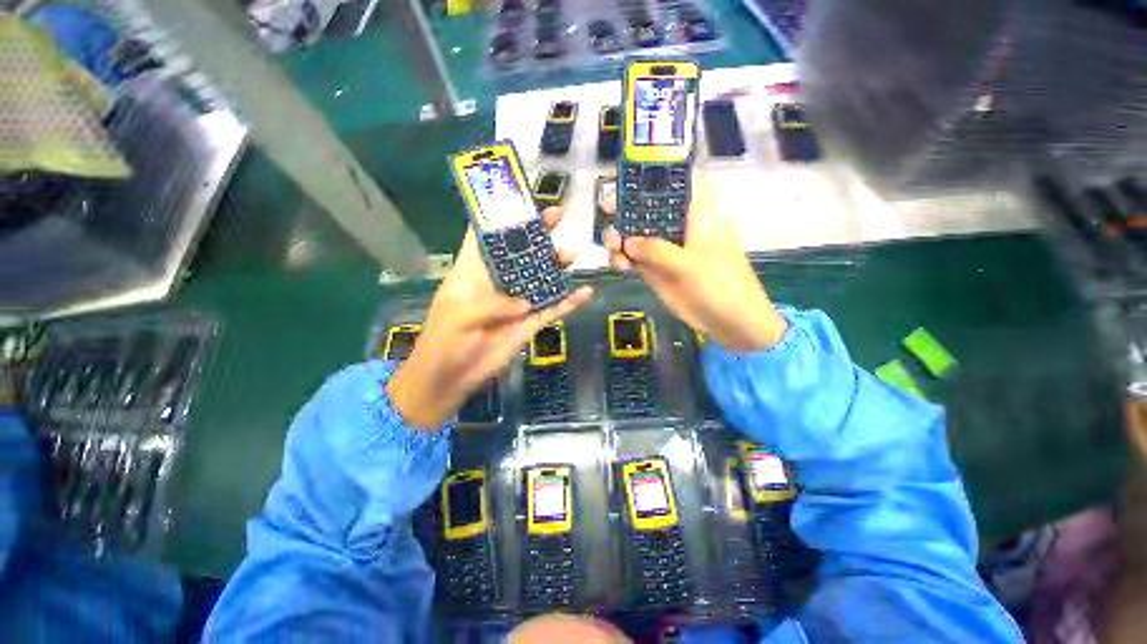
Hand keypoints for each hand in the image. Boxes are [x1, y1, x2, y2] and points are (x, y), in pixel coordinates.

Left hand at [388, 207, 592, 428]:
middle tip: (558, 214)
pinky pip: (553, 309)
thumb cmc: (445, 342)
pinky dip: (569, 302)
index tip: (517, 197)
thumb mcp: (460, 316)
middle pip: (521, 252)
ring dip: (557, 265)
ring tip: (575, 252)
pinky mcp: (529, 323)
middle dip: (538, 233)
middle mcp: (498, 282)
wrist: (451, 378)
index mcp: (473, 271)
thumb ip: (491, 304)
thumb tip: (523, 302)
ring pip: (541, 278)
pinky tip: (586, 292)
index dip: (499, 215)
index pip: (485, 236)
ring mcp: (517, 302)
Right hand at [603, 171, 786, 351]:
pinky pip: (635, 258)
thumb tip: (628, 241)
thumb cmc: (720, 285)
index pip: (680, 179)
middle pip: (649, 205)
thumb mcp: (689, 265)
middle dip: (627, 205)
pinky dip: (623, 259)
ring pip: (637, 233)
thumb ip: (656, 250)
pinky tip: (619, 266)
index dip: (658, 170)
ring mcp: (666, 248)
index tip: (632, 171)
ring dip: (620, 236)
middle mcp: (679, 225)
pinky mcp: (657, 269)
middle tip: (608, 209)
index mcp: (698, 212)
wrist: (729, 321)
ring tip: (613, 249)